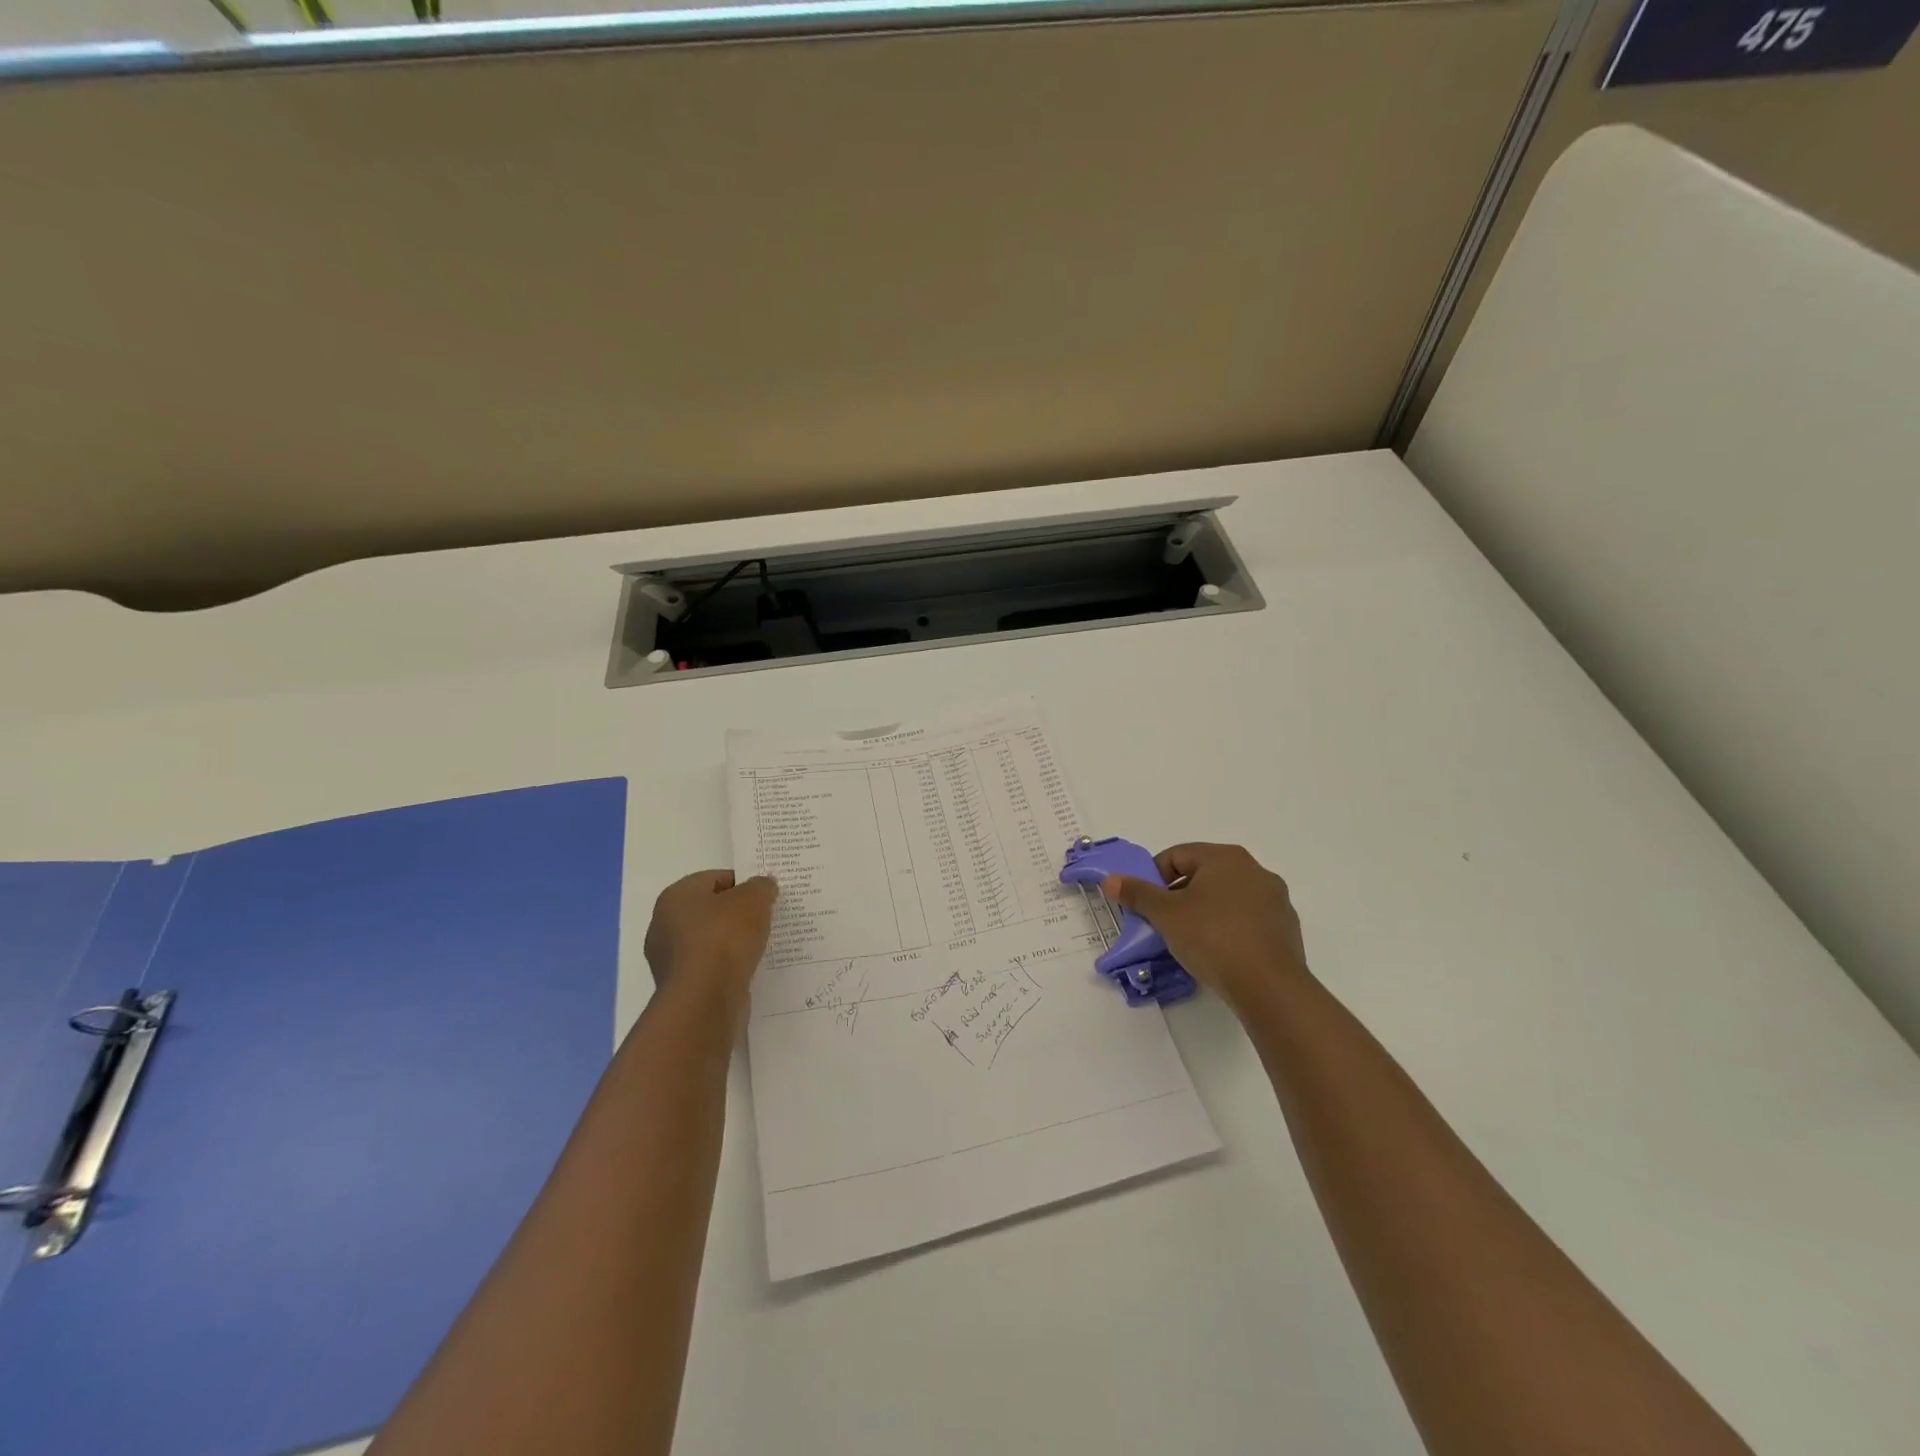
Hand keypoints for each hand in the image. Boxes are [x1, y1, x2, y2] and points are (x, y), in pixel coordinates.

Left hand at [643, 870, 778, 1024]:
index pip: (714, 878)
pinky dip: (728, 965)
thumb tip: (764, 884)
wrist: (704, 1000)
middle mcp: (664, 924)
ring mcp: (670, 958)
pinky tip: (748, 968)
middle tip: (766, 917)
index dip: (743, 883)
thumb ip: (761, 887)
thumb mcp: (753, 901)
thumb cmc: (724, 939)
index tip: (765, 895)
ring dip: (733, 941)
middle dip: (738, 913)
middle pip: (710, 910)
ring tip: (762, 944)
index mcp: (676, 896)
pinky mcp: (681, 986)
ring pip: (710, 940)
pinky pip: (710, 966)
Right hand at [1102, 843, 1307, 1016]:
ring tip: (1188, 940)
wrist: (1268, 987)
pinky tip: (1218, 953)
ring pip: (1226, 898)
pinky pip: (1247, 920)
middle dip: (1178, 895)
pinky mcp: (1286, 929)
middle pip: (1203, 875)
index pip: (1177, 855)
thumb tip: (1111, 880)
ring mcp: (1275, 900)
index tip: (1144, 904)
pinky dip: (1228, 929)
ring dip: (1203, 912)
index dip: (1153, 877)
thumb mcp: (1166, 915)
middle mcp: (1254, 870)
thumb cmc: (1212, 938)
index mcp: (1225, 857)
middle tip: (1162, 922)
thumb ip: (1137, 893)